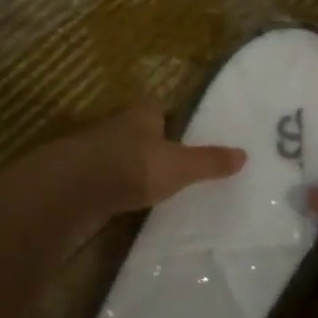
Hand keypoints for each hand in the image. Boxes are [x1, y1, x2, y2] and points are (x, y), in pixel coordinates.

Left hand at [73, 102, 246, 216]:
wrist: (72, 190)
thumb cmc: (132, 166)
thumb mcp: (179, 166)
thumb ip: (209, 162)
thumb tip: (245, 155)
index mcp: (142, 114)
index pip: (161, 111)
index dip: (174, 123)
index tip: (187, 140)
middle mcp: (117, 126)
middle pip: (141, 134)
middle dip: (154, 148)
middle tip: (177, 169)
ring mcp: (96, 153)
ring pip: (122, 158)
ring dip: (134, 171)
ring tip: (157, 192)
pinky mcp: (82, 180)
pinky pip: (108, 183)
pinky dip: (118, 192)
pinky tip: (129, 207)